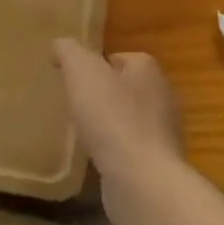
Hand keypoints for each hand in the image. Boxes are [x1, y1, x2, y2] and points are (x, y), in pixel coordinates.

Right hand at [53, 39, 185, 203]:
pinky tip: (95, 156)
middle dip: (103, 93)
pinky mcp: (157, 163)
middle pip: (126, 87)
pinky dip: (114, 149)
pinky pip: (130, 148)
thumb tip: (60, 45)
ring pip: (129, 118)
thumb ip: (69, 52)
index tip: (72, 76)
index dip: (95, 63)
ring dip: (108, 122)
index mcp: (149, 70)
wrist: (141, 179)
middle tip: (74, 101)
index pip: (121, 57)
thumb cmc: (112, 117)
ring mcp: (163, 133)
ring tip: (81, 130)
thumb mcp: (82, 71)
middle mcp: (162, 97)